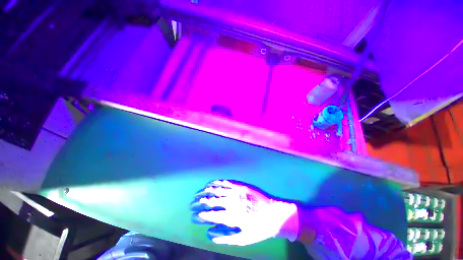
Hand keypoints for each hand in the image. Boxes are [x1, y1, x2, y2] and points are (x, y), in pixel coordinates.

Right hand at [190, 180, 298, 245]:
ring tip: (197, 193)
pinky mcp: (240, 185)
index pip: (211, 215)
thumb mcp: (243, 239)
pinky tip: (210, 184)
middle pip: (211, 200)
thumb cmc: (258, 228)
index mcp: (232, 216)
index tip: (193, 216)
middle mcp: (232, 201)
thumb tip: (208, 232)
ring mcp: (236, 191)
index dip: (199, 215)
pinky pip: (225, 182)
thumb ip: (224, 237)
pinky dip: (216, 182)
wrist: (274, 213)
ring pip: (217, 189)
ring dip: (205, 191)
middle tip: (191, 204)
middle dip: (199, 202)